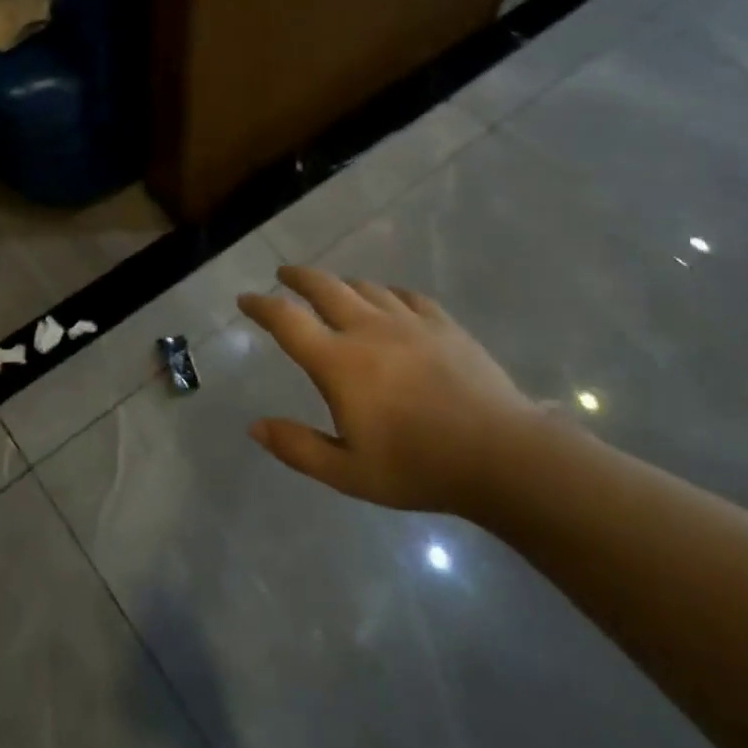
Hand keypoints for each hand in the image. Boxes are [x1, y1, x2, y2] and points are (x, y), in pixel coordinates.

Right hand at [239, 267, 535, 520]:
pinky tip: (390, 301)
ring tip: (334, 290)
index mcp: (338, 362)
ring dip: (341, 284)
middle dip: (298, 277)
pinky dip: (387, 294)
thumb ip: (297, 447)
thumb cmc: (418, 467)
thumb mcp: (348, 472)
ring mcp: (408, 322)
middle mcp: (367, 329)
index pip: (287, 320)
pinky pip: (406, 296)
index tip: (245, 299)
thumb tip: (254, 426)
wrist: (501, 456)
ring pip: (365, 288)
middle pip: (324, 287)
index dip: (261, 306)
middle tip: (284, 274)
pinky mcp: (443, 324)